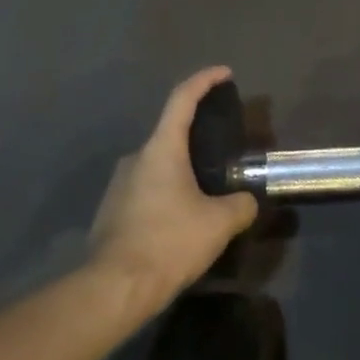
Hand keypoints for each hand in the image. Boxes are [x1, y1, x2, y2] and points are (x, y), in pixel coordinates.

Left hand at [88, 67, 259, 315]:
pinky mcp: (112, 210)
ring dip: (183, 172)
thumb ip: (241, 205)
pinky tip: (182, 221)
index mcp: (161, 149)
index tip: (224, 73)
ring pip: (159, 166)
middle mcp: (136, 158)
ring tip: (207, 195)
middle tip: (224, 152)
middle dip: (198, 138)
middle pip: (171, 134)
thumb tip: (247, 201)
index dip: (204, 81)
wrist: (115, 287)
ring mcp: (119, 184)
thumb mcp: (219, 223)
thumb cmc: (169, 242)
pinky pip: (147, 190)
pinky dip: (167, 194)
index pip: (182, 99)